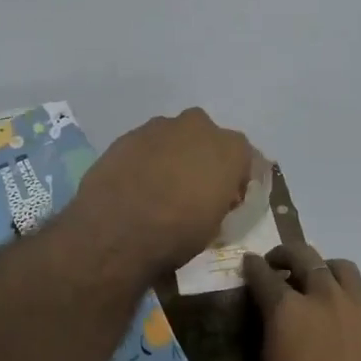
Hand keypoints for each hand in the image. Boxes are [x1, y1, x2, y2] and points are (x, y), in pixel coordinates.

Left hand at [69, 108, 256, 275]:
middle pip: (208, 140)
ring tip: (161, 188)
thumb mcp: (214, 226)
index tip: (228, 199)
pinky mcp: (128, 135)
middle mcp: (198, 127)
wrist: (115, 231)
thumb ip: (220, 201)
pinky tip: (137, 184)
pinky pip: (147, 145)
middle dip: (204, 159)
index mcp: (230, 149)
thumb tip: (215, 197)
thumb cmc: (176, 233)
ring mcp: (160, 127)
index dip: (237, 179)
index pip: (245, 158)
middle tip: (194, 189)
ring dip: (174, 156)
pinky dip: (146, 160)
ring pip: (175, 138)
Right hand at [245, 243, 360, 360]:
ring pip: (338, 266)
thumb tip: (268, 317)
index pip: (263, 275)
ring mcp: (352, 306)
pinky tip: (335, 308)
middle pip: (304, 256)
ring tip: (314, 278)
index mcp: (286, 308)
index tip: (248, 263)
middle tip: (276, 262)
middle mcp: (320, 296)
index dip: (253, 267)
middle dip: (286, 254)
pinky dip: (341, 291)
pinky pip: (356, 292)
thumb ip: (268, 332)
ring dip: (322, 266)